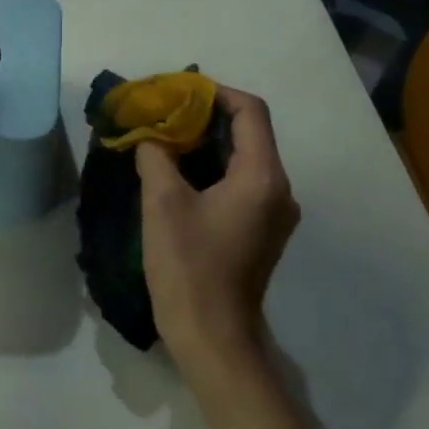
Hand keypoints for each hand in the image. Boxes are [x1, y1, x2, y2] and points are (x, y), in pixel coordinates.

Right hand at [136, 88, 299, 378]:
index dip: (215, 93)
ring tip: (165, 137)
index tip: (177, 92)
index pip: (251, 112)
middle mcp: (279, 190)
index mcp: (263, 177)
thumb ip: (156, 156)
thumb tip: (150, 136)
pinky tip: (178, 172)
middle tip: (164, 112)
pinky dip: (213, 168)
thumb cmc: (189, 266)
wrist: (212, 336)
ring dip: (207, 143)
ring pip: (244, 158)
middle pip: (250, 133)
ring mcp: (273, 213)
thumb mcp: (162, 202)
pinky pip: (241, 182)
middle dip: (206, 116)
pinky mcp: (261, 230)